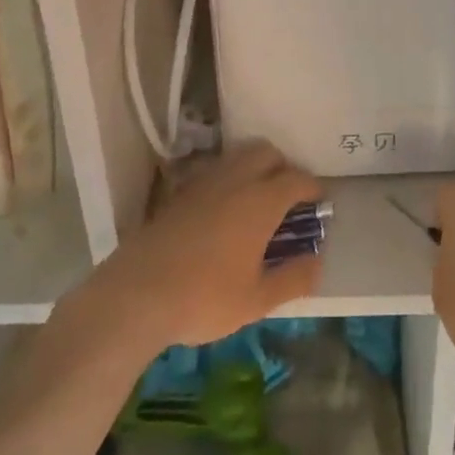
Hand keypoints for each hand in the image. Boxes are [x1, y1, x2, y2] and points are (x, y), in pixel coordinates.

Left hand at [69, 142, 324, 366]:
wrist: (135, 294)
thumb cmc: (203, 298)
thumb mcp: (256, 300)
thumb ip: (293, 279)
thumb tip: (317, 261)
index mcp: (260, 201)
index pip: (296, 178)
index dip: (313, 188)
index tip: (319, 203)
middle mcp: (235, 180)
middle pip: (267, 153)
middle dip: (284, 167)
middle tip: (289, 197)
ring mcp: (204, 182)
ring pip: (238, 156)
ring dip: (255, 168)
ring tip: (258, 200)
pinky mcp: (180, 191)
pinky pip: (214, 170)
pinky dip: (229, 178)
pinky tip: (224, 209)